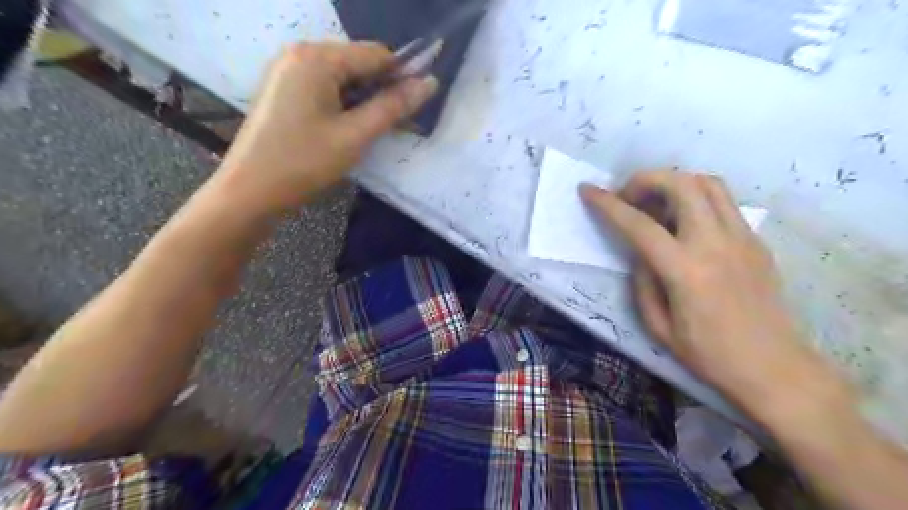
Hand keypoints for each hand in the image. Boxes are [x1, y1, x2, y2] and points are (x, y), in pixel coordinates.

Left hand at [214, 40, 437, 213]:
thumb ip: (394, 107)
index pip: (376, 54)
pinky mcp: (284, 90)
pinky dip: (345, 104)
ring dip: (364, 100)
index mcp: (317, 57)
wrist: (250, 191)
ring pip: (343, 78)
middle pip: (358, 63)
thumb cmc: (304, 162)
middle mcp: (300, 53)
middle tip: (395, 125)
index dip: (402, 76)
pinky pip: (326, 88)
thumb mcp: (355, 135)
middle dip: (381, 90)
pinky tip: (349, 128)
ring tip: (372, 131)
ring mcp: (288, 71)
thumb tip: (430, 83)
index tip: (417, 106)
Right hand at [581, 172, 843, 420]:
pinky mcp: (756, 241)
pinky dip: (696, 198)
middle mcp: (715, 244)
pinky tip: (684, 222)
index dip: (608, 204)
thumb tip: (641, 254)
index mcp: (685, 270)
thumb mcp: (658, 326)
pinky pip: (723, 202)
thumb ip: (643, 282)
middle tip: (629, 197)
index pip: (639, 225)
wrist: (775, 369)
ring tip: (656, 203)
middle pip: (681, 185)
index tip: (588, 190)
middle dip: (646, 180)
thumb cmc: (710, 355)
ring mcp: (742, 238)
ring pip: (708, 183)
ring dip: (675, 183)